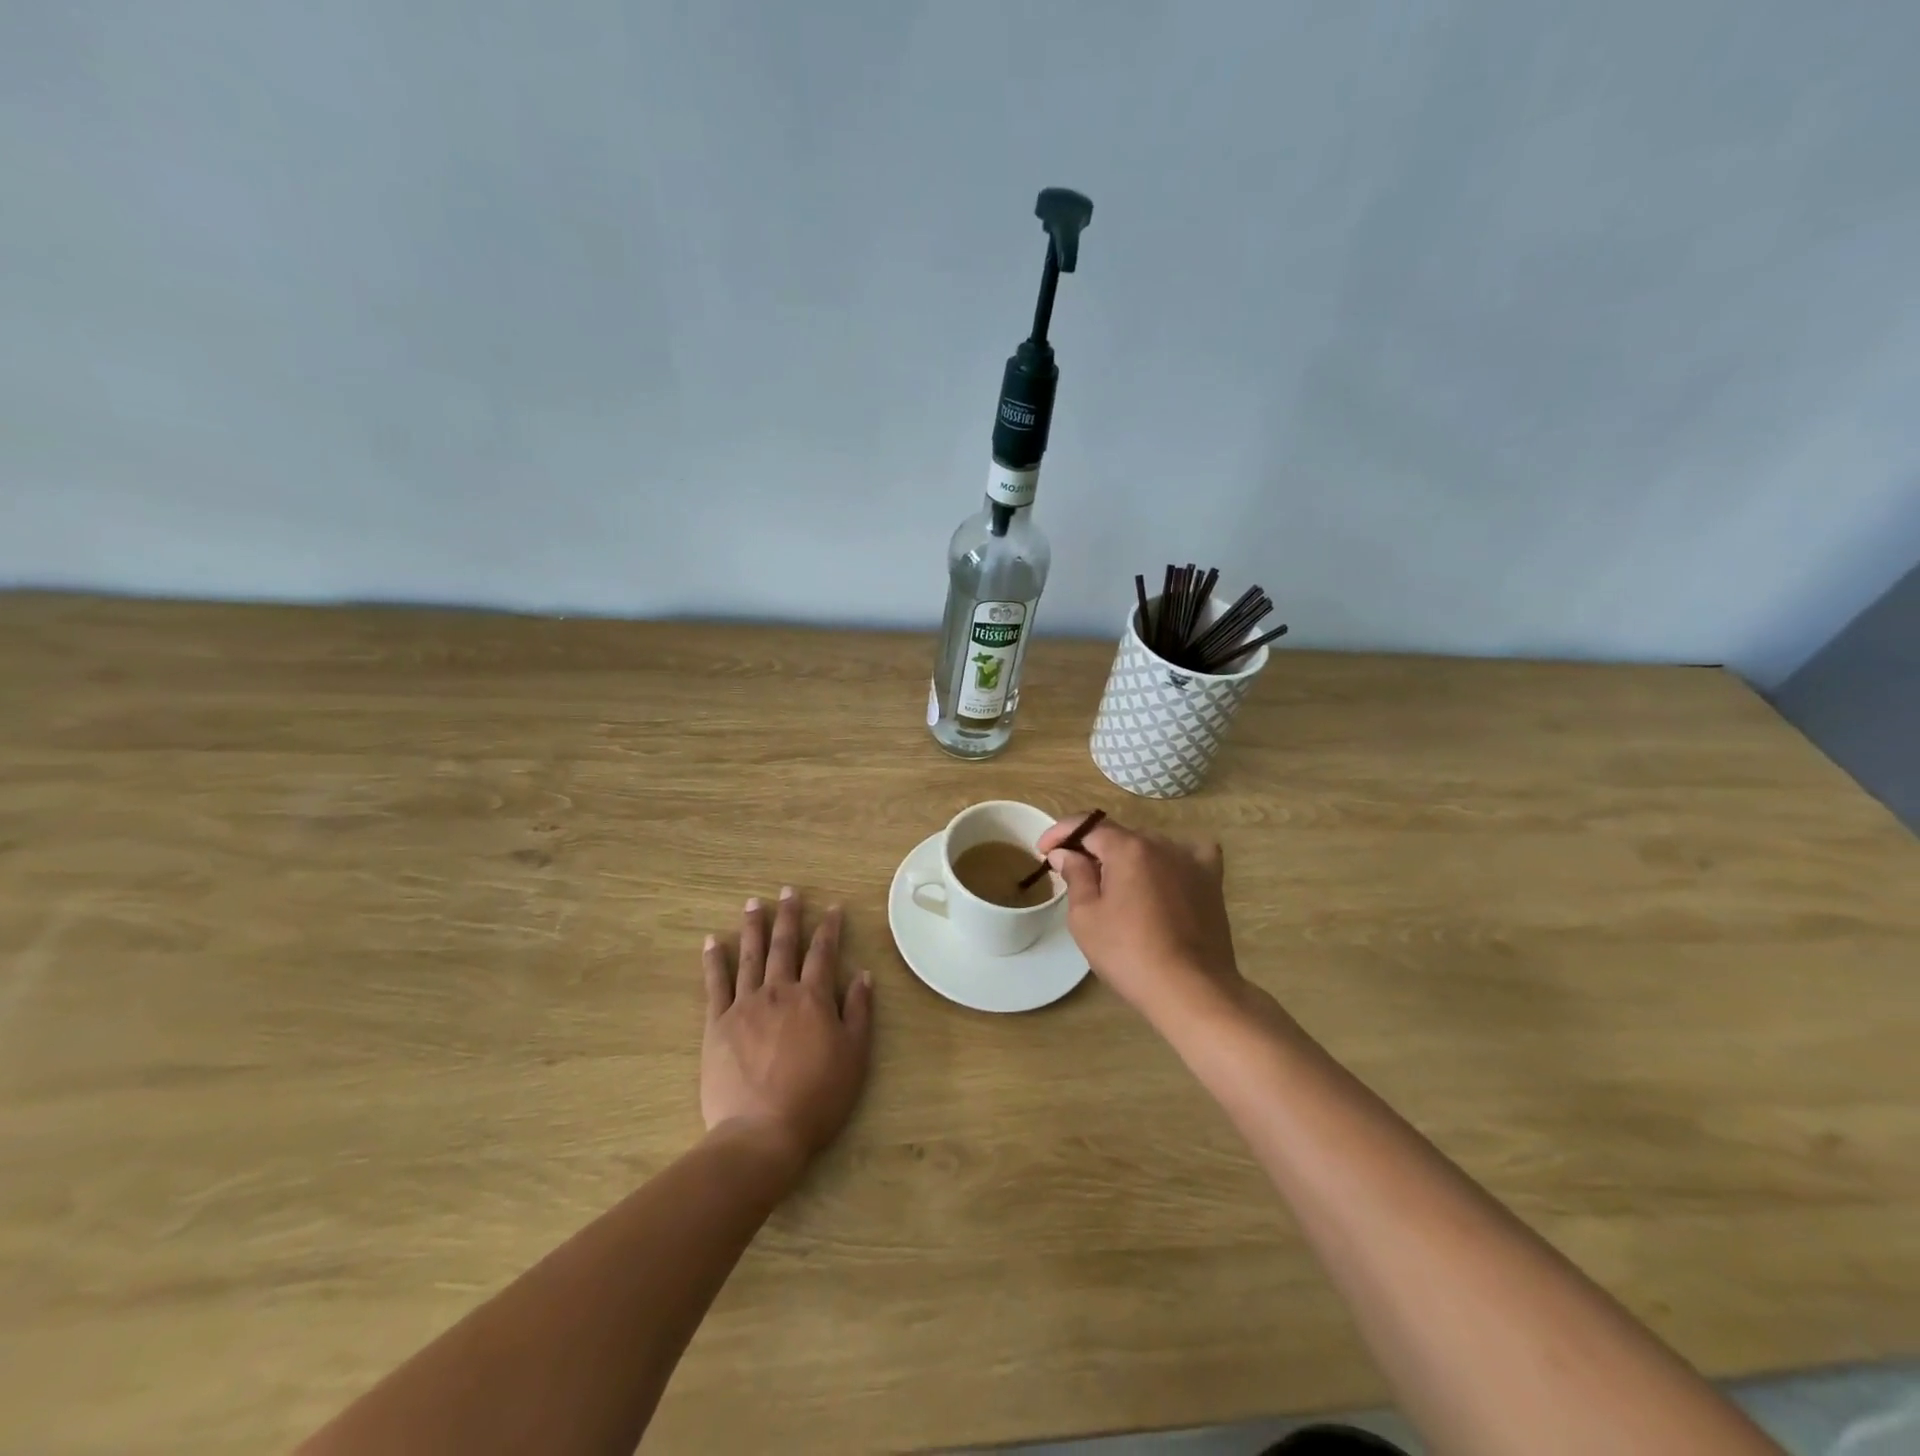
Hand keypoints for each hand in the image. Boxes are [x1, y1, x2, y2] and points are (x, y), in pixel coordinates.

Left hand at [701, 888, 873, 1169]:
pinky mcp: (718, 1024)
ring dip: (753, 927)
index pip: (824, 952)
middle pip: (785, 945)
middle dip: (789, 916)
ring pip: (750, 956)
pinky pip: (715, 984)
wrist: (762, 1133)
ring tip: (754, 903)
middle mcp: (779, 992)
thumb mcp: (854, 1056)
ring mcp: (745, 1006)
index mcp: (813, 998)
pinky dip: (714, 960)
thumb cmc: (817, 1098)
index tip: (832, 907)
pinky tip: (713, 941)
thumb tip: (863, 974)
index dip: (830, 928)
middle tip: (788, 890)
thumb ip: (859, 1012)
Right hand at [1038, 812, 1246, 1024]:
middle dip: (1093, 850)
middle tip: (1075, 876)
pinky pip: (1189, 855)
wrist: (1190, 990)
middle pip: (1119, 836)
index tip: (1043, 850)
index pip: (1087, 826)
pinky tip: (1167, 874)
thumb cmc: (1128, 954)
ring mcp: (1191, 860)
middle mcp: (1161, 843)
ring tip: (1117, 886)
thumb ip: (1075, 876)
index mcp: (1127, 848)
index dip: (1060, 833)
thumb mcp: (1086, 917)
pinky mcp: (1211, 880)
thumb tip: (1065, 852)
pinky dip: (1172, 859)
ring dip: (1128, 858)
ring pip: (1150, 846)